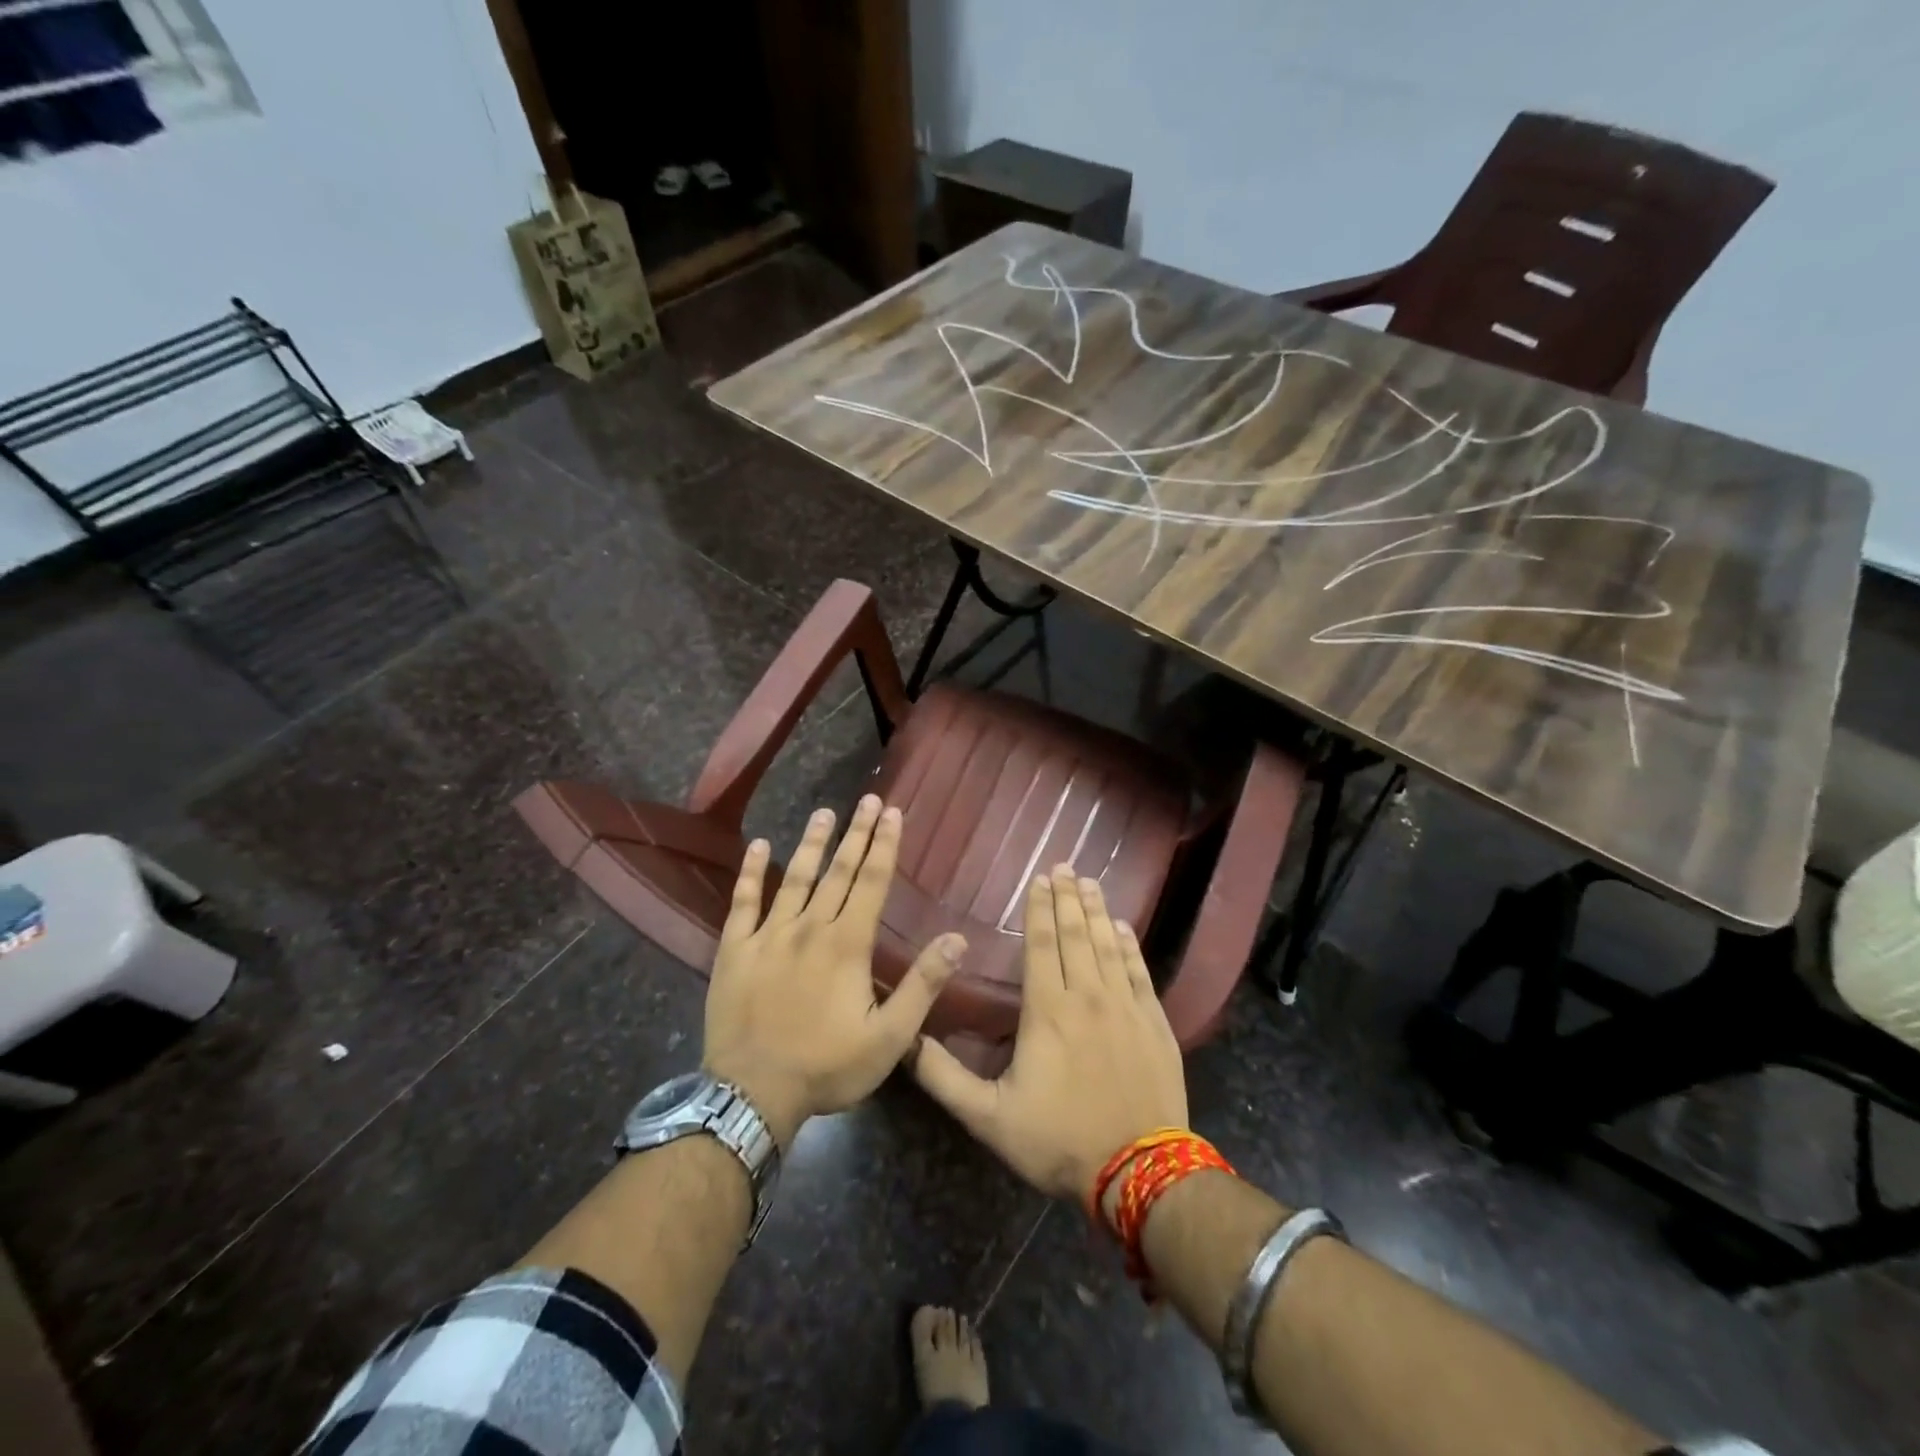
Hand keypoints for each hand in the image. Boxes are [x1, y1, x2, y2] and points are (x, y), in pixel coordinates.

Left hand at [703, 795, 965, 1148]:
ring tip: (824, 812)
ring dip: (811, 843)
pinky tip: (758, 846)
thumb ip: (922, 986)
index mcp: (847, 944)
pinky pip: (743, 902)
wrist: (751, 1095)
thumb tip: (956, 939)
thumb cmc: (827, 1067)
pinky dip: (751, 873)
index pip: (871, 882)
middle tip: (868, 799)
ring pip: (794, 877)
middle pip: (838, 871)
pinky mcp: (735, 949)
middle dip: (856, 833)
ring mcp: (768, 935)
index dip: (885, 845)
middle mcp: (809, 927)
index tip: (893, 812)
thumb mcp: (889, 1037)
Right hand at [912, 865, 1188, 1204]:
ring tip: (1089, 883)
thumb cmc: (1060, 1141)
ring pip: (1107, 945)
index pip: (1043, 946)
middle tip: (1064, 866)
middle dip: (1067, 898)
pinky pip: (1139, 972)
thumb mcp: (989, 1118)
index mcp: (1048, 1011)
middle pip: (1075, 935)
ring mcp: (1125, 1008)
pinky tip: (1122, 927)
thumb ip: (945, 1078)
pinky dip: (1129, 945)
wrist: (1140, 1174)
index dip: (1039, 909)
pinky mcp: (1154, 1023)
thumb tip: (907, 1042)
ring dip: (1095, 911)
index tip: (1038, 879)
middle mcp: (1088, 997)